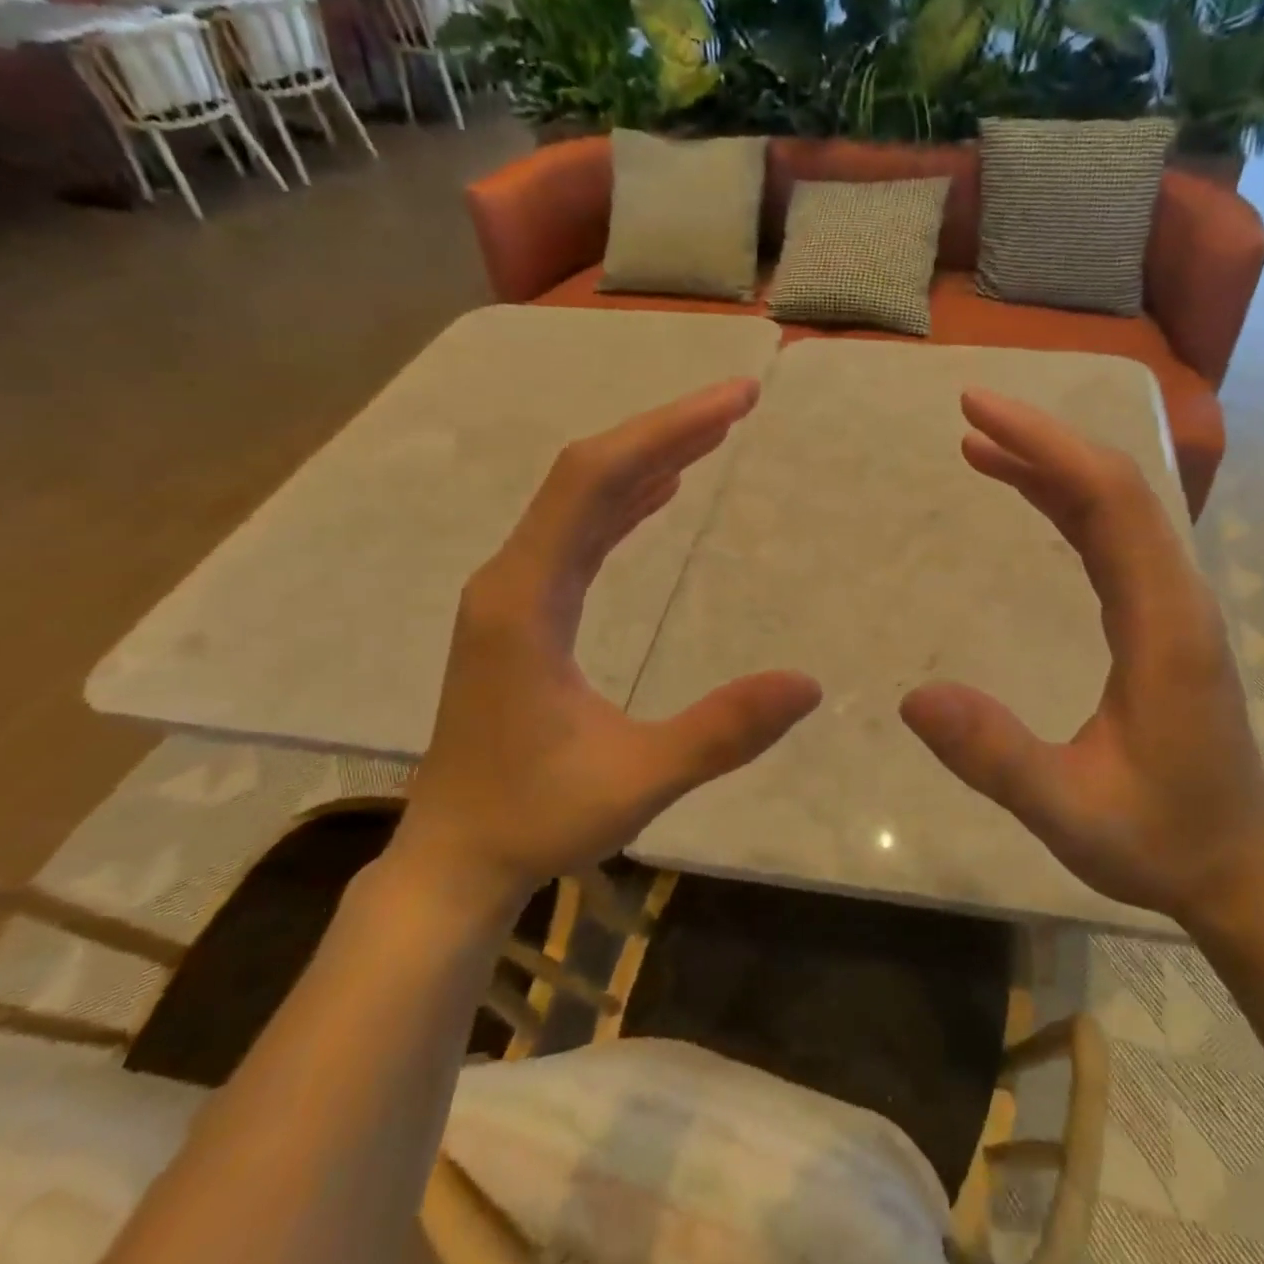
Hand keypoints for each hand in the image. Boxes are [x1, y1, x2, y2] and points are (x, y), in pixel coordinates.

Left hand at [392, 378, 822, 920]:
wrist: (455, 860)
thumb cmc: (536, 820)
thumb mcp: (638, 780)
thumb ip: (722, 732)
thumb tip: (809, 684)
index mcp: (525, 598)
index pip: (596, 480)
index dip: (667, 431)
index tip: (735, 402)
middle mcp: (512, 578)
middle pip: (589, 475)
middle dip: (666, 431)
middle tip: (739, 403)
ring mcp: (513, 593)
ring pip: (582, 501)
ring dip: (647, 460)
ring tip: (712, 433)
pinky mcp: (523, 612)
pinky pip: (578, 535)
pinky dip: (624, 503)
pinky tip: (660, 492)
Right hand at [900, 390, 1263, 926]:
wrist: (1239, 866)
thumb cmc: (1160, 841)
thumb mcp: (1069, 812)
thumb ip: (995, 757)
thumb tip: (913, 696)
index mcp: (1163, 624)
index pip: (1109, 501)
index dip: (1045, 446)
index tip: (977, 414)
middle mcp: (1175, 595)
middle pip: (1114, 487)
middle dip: (1041, 440)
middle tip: (968, 412)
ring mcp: (1170, 602)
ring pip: (1113, 507)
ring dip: (1050, 466)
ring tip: (979, 445)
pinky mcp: (1158, 616)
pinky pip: (1109, 537)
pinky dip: (1063, 503)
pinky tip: (1025, 495)